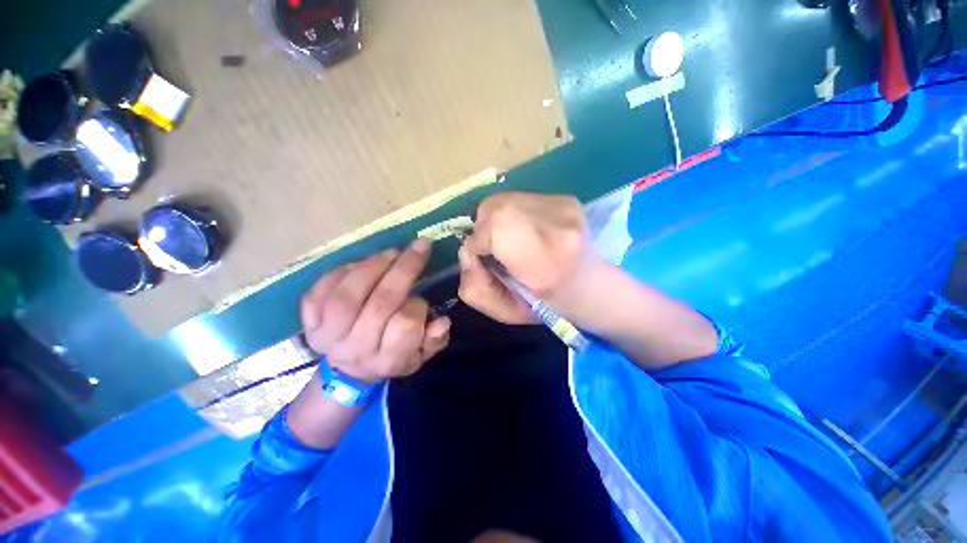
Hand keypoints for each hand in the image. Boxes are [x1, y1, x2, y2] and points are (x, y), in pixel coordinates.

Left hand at [301, 238, 450, 382]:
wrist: (349, 371)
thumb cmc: (393, 357)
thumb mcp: (421, 355)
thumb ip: (435, 340)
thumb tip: (442, 320)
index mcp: (387, 359)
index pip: (405, 325)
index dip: (418, 305)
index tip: (421, 297)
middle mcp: (356, 349)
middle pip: (380, 304)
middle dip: (404, 269)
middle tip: (419, 247)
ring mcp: (327, 336)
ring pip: (347, 295)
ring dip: (373, 266)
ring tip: (391, 253)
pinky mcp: (309, 323)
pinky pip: (320, 291)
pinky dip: (341, 272)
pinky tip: (361, 265)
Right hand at [458, 192, 603, 323]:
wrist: (592, 286)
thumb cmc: (549, 306)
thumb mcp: (506, 312)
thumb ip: (475, 287)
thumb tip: (467, 252)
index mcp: (546, 261)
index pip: (495, 228)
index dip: (478, 242)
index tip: (483, 259)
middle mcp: (559, 224)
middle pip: (494, 207)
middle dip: (482, 229)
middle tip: (494, 249)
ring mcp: (564, 206)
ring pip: (502, 199)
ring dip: (494, 220)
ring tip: (510, 240)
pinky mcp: (565, 198)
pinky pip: (518, 198)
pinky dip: (510, 213)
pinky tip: (525, 230)